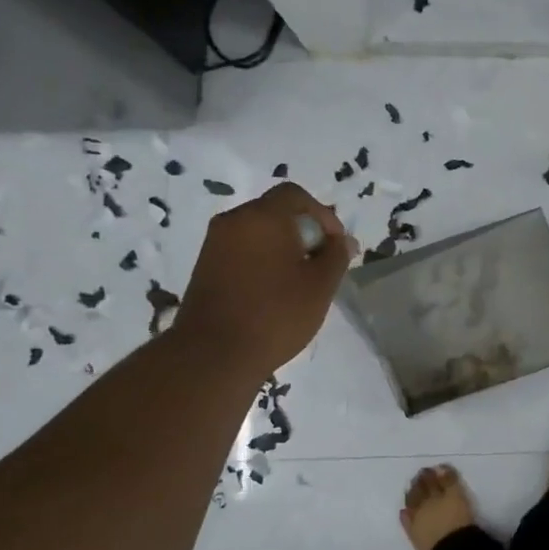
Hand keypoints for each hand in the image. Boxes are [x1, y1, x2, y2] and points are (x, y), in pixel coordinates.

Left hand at [175, 183, 352, 376]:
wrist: (213, 354)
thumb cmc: (275, 314)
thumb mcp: (320, 285)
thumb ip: (336, 256)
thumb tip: (343, 241)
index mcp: (263, 216)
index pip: (296, 195)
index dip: (322, 215)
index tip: (335, 246)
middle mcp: (234, 221)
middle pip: (276, 212)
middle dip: (304, 232)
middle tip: (321, 265)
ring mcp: (215, 244)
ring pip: (258, 232)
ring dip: (283, 248)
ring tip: (300, 282)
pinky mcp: (205, 267)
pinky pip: (242, 251)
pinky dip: (263, 261)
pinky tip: (275, 292)